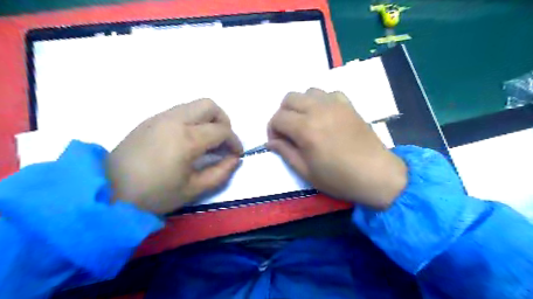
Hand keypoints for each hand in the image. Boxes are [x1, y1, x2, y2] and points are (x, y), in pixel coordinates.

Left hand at [107, 100, 242, 213]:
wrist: (108, 191)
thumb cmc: (154, 194)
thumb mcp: (193, 189)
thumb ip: (220, 172)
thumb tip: (234, 159)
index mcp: (186, 139)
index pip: (222, 130)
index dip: (234, 141)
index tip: (236, 154)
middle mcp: (174, 120)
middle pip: (209, 105)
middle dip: (223, 121)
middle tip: (222, 141)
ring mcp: (160, 117)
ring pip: (194, 105)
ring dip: (208, 119)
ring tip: (207, 141)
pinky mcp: (150, 119)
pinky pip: (180, 111)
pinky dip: (193, 120)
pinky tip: (188, 140)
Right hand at [269, 89, 406, 209]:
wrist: (376, 174)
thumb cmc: (338, 178)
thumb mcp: (306, 171)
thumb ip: (286, 152)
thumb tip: (271, 142)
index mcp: (306, 129)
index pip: (278, 118)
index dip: (272, 129)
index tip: (278, 142)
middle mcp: (318, 110)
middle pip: (289, 98)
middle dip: (283, 113)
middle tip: (288, 131)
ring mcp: (335, 104)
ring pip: (308, 91)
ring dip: (300, 105)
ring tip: (305, 122)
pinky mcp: (348, 105)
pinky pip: (328, 93)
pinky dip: (320, 101)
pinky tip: (324, 116)